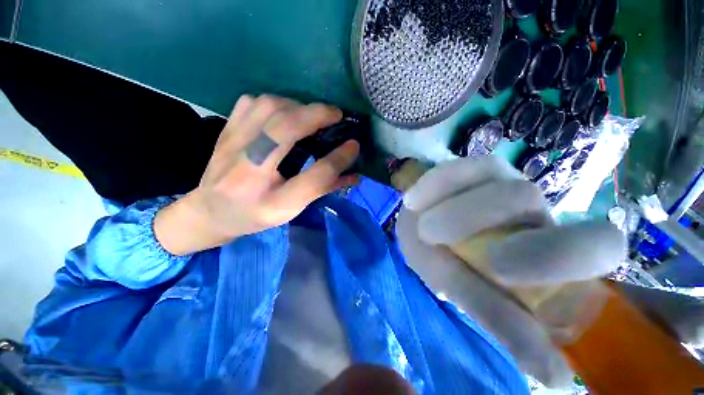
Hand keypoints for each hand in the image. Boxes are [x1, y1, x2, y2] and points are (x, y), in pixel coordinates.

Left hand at [155, 95, 359, 254]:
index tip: (354, 144)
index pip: (313, 177)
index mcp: (271, 201)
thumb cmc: (256, 215)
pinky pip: (251, 102)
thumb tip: (356, 175)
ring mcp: (232, 145)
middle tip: (336, 116)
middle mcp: (249, 171)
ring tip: (311, 115)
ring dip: (297, 106)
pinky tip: (284, 114)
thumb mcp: (292, 210)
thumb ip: (323, 190)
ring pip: (268, 107)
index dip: (338, 159)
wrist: (209, 212)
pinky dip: (274, 102)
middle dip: (317, 116)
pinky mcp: (225, 130)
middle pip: (285, 130)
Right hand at [396, 156, 625, 387]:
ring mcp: (501, 180)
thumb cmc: (450, 266)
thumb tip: (558, 378)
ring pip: (490, 181)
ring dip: (450, 213)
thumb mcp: (472, 294)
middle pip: (529, 199)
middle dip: (479, 219)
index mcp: (549, 247)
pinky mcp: (470, 168)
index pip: (596, 243)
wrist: (423, 227)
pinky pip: (455, 169)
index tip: (500, 272)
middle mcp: (533, 208)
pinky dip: (433, 186)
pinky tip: (414, 201)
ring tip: (423, 229)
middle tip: (439, 238)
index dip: (556, 255)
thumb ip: (504, 322)